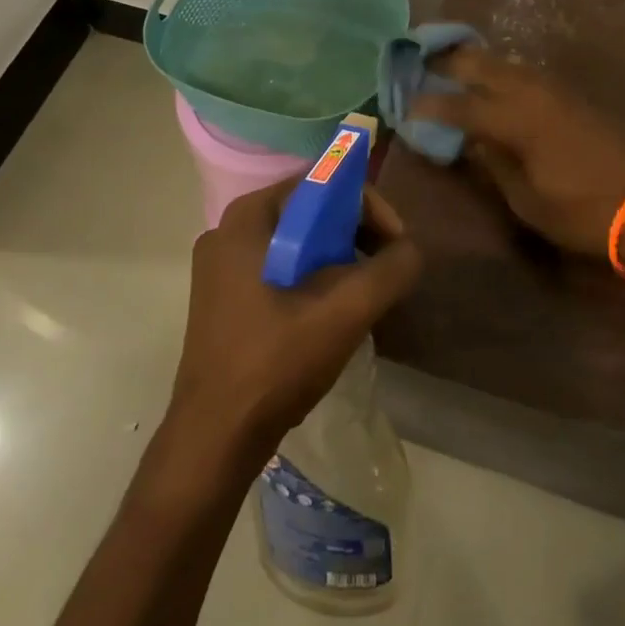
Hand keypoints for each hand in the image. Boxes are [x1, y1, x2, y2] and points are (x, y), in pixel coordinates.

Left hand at [167, 178, 421, 468]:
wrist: (213, 441)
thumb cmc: (275, 364)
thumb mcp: (345, 313)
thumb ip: (389, 271)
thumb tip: (410, 250)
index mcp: (247, 218)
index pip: (321, 183)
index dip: (366, 206)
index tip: (395, 243)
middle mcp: (228, 230)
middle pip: (308, 211)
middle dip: (354, 234)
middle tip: (383, 268)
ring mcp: (220, 266)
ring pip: (295, 241)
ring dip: (336, 258)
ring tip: (362, 292)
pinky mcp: (221, 297)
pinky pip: (278, 266)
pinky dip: (311, 277)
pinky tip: (328, 312)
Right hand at [412, 47, 624, 261]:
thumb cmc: (579, 211)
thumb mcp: (525, 198)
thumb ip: (493, 163)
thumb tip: (471, 140)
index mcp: (516, 119)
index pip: (461, 105)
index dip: (430, 105)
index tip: (406, 107)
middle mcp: (531, 92)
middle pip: (481, 65)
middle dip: (447, 62)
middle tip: (419, 61)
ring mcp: (553, 89)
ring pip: (504, 62)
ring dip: (475, 61)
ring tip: (449, 65)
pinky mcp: (568, 95)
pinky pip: (524, 72)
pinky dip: (500, 70)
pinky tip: (491, 80)